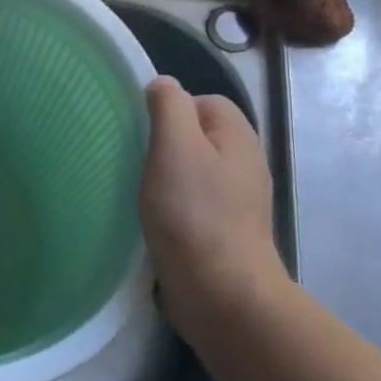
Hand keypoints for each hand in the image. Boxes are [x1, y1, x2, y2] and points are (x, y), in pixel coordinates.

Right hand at [140, 76, 284, 340]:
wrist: (223, 295)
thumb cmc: (194, 214)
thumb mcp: (175, 146)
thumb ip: (169, 106)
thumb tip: (163, 85)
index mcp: (237, 135)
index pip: (200, 100)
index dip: (168, 110)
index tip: (142, 135)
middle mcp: (244, 162)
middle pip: (195, 135)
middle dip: (163, 145)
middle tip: (136, 163)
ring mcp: (237, 201)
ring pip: (191, 170)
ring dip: (164, 179)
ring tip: (140, 193)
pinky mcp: (224, 232)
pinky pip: (192, 203)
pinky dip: (171, 207)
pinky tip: (153, 221)